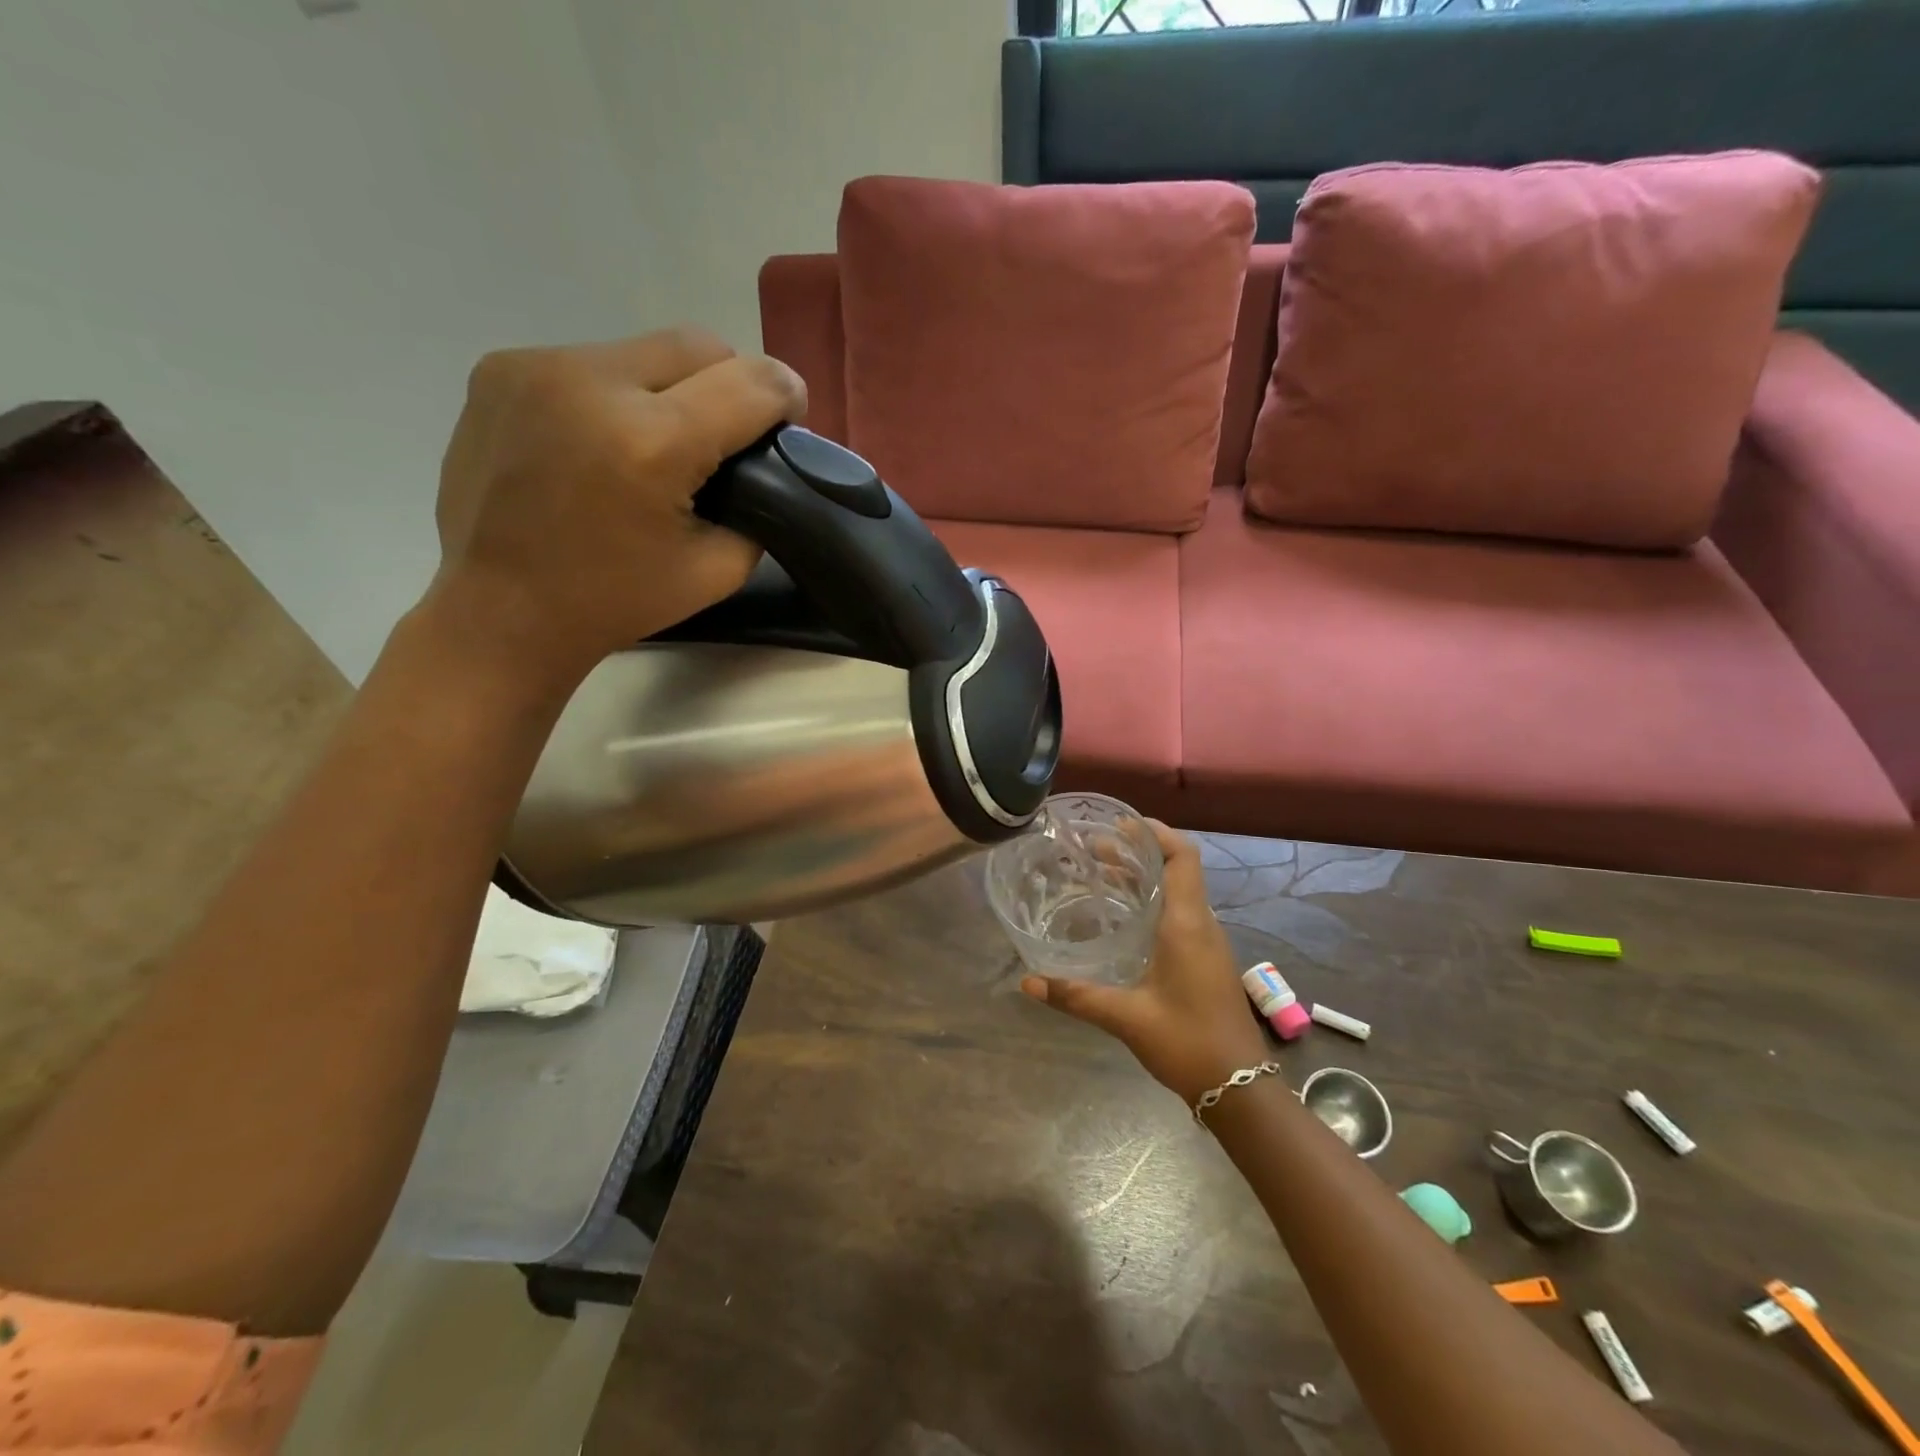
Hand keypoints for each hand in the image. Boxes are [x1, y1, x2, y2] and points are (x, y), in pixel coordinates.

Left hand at [426, 328, 805, 682]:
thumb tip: (761, 462)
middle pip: (698, 346)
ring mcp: (537, 366)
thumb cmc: (615, 602)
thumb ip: (755, 507)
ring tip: (656, 443)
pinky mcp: (500, 368)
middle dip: (730, 383)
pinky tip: (602, 441)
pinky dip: (616, 394)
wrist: (501, 611)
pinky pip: (590, 362)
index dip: (784, 396)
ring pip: (643, 350)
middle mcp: (591, 382)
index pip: (749, 383)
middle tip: (727, 433)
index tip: (788, 418)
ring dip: (670, 388)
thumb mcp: (716, 571)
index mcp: (652, 443)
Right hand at [1022, 822, 1269, 1104]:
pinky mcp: (1206, 960)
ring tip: (1102, 874)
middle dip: (1138, 853)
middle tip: (1094, 848)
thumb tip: (1028, 982)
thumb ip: (1077, 996)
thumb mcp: (1127, 1017)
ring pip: (1178, 892)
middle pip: (1176, 869)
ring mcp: (1207, 943)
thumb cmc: (1188, 1043)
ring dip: (1145, 877)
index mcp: (1187, 924)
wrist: (1241, 1088)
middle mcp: (1201, 924)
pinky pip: (1180, 914)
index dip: (1155, 832)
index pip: (1182, 857)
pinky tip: (1123, 918)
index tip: (1120, 823)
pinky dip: (1152, 902)